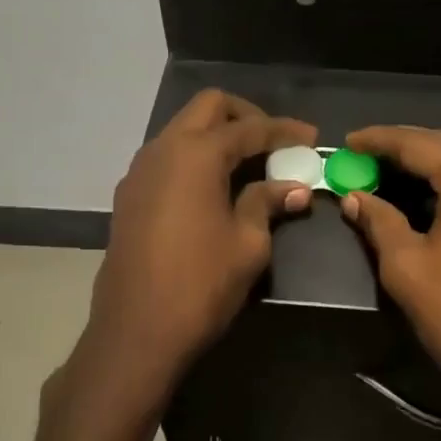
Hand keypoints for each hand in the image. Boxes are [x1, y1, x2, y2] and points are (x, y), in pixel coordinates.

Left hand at [74, 91, 316, 421]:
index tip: (312, 137)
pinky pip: (167, 157)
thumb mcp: (248, 244)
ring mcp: (139, 171)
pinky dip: (194, 157)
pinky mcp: (129, 195)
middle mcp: (163, 149)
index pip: (249, 128)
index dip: (284, 130)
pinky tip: (214, 186)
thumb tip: (294, 188)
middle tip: (275, 140)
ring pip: (182, 129)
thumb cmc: (201, 285)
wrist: (136, 332)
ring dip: (216, 134)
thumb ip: (267, 203)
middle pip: (208, 108)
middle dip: (245, 115)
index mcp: (197, 154)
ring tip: (248, 163)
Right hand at [340, 126, 440, 440]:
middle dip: (402, 149)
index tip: (346, 142)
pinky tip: (430, 197)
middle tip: (363, 156)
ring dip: (429, 165)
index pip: (416, 143)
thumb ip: (378, 220)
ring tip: (389, 173)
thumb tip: (354, 197)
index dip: (377, 140)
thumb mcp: (405, 265)